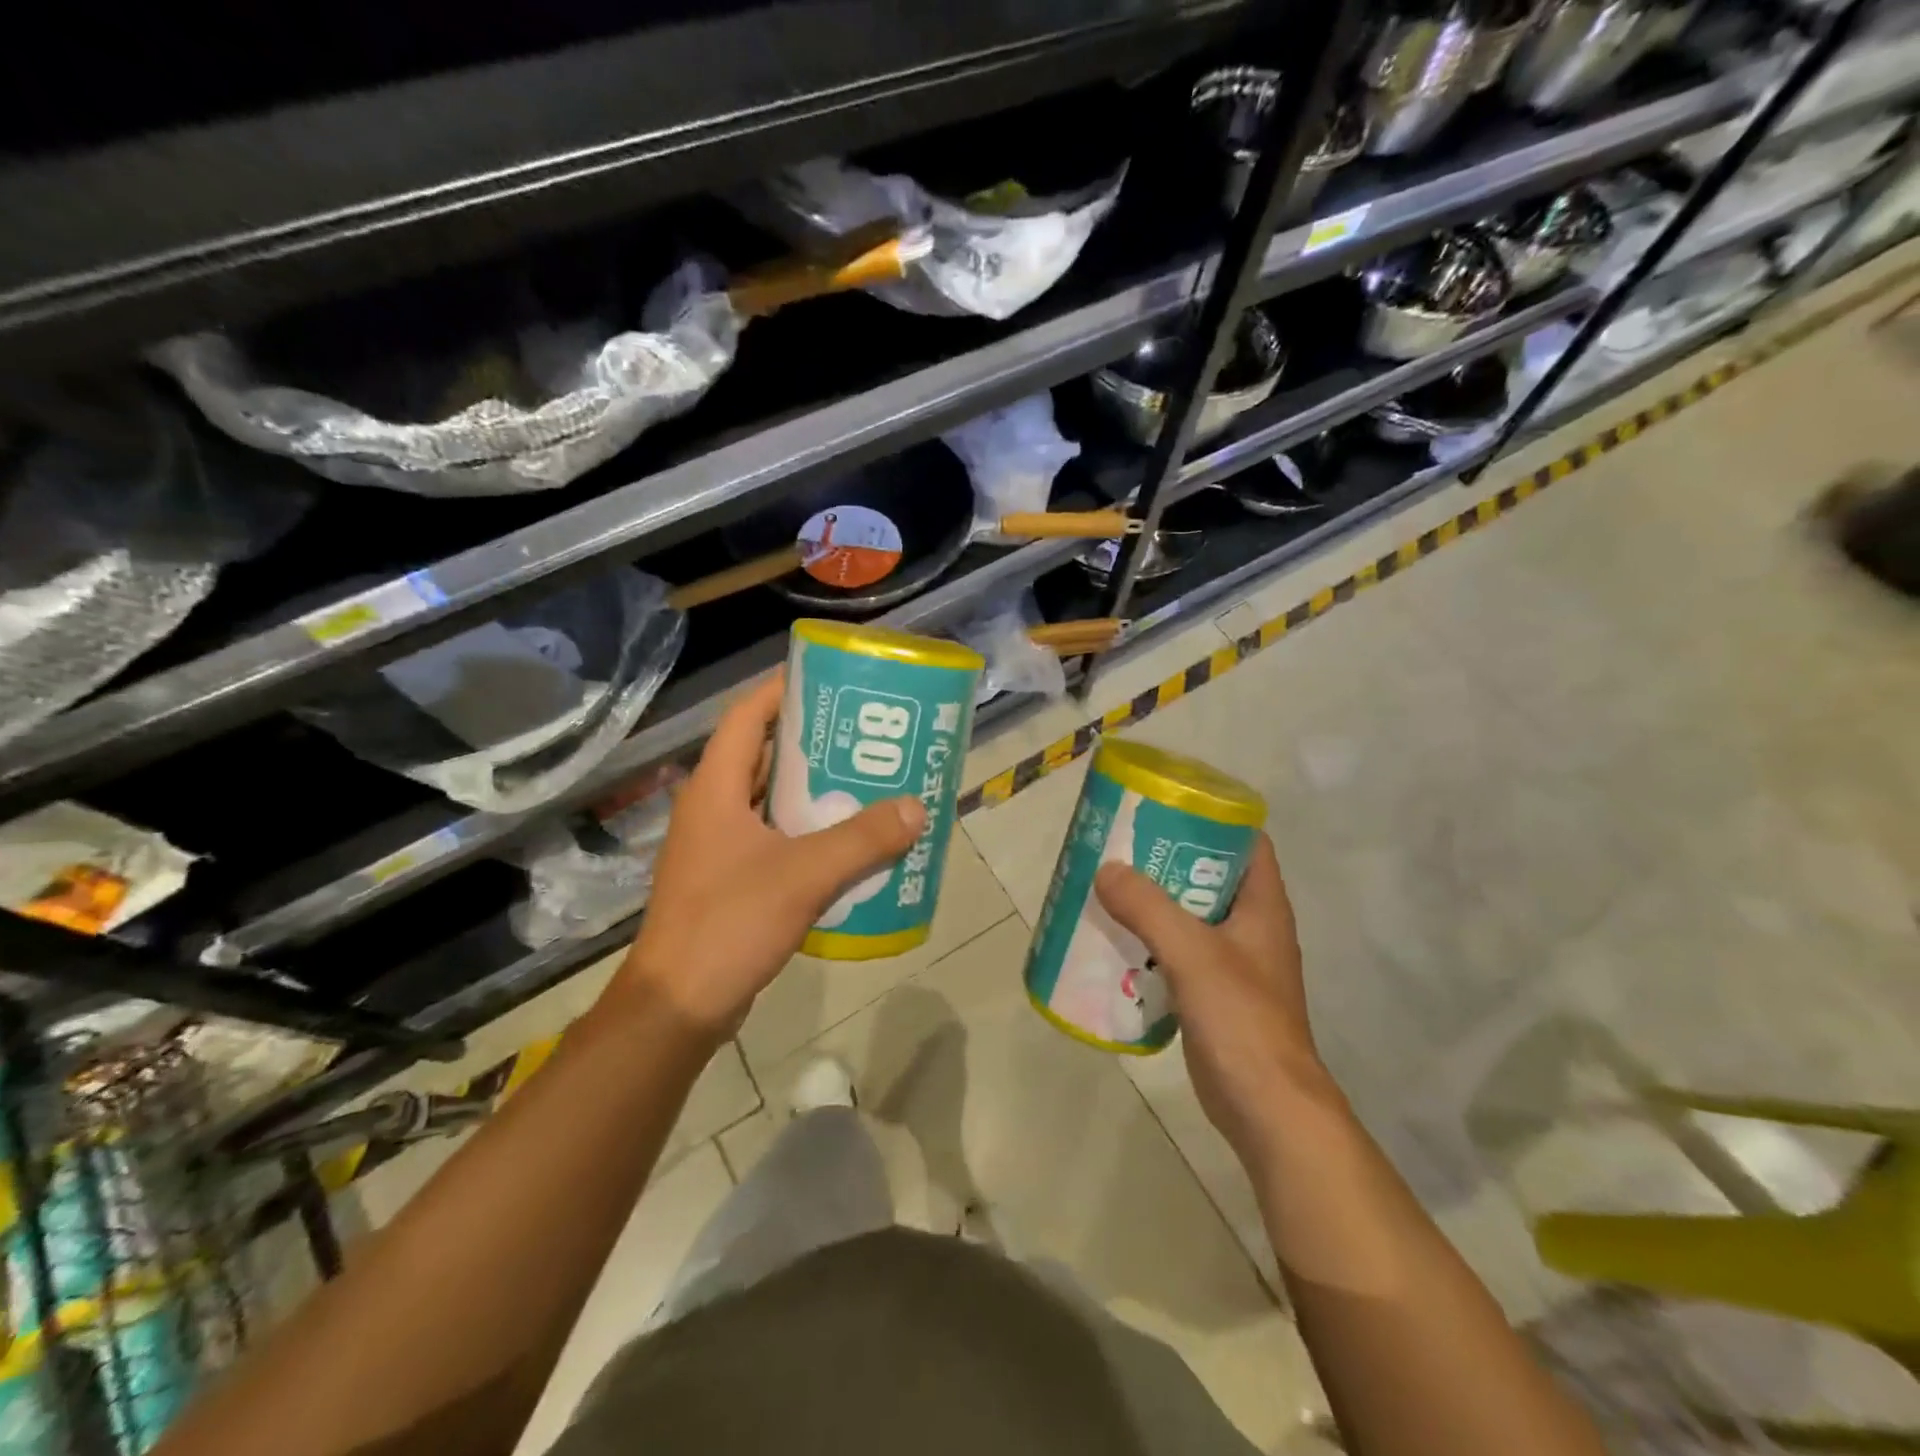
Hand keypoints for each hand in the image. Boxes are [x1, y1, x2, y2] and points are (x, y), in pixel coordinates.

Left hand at [614, 671, 925, 1040]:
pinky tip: (848, 844)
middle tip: (866, 736)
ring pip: (772, 801)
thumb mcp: (803, 875)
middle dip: (814, 742)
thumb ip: (862, 840)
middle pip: (765, 755)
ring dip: (815, 791)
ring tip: (868, 783)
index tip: (829, 679)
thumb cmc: (730, 924)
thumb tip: (916, 807)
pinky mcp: (729, 880)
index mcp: (716, 788)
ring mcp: (718, 847)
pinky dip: (809, 833)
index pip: (748, 716)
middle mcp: (713, 808)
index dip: (783, 690)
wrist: (678, 1006)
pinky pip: (775, 839)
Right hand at [1095, 835, 1341, 1169]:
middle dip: (1167, 860)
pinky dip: (1150, 942)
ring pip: (1190, 916)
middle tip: (1120, 847)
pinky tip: (1115, 941)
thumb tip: (1106, 869)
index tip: (1165, 808)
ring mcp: (1234, 964)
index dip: (1212, 819)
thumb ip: (1148, 908)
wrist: (1267, 1109)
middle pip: (1210, 876)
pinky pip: (1178, 953)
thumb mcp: (1193, 954)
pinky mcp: (1213, 995)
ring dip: (1153, 903)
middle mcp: (1251, 928)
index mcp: (1263, 906)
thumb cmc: (1241, 1019)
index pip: (1246, 842)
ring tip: (1108, 888)